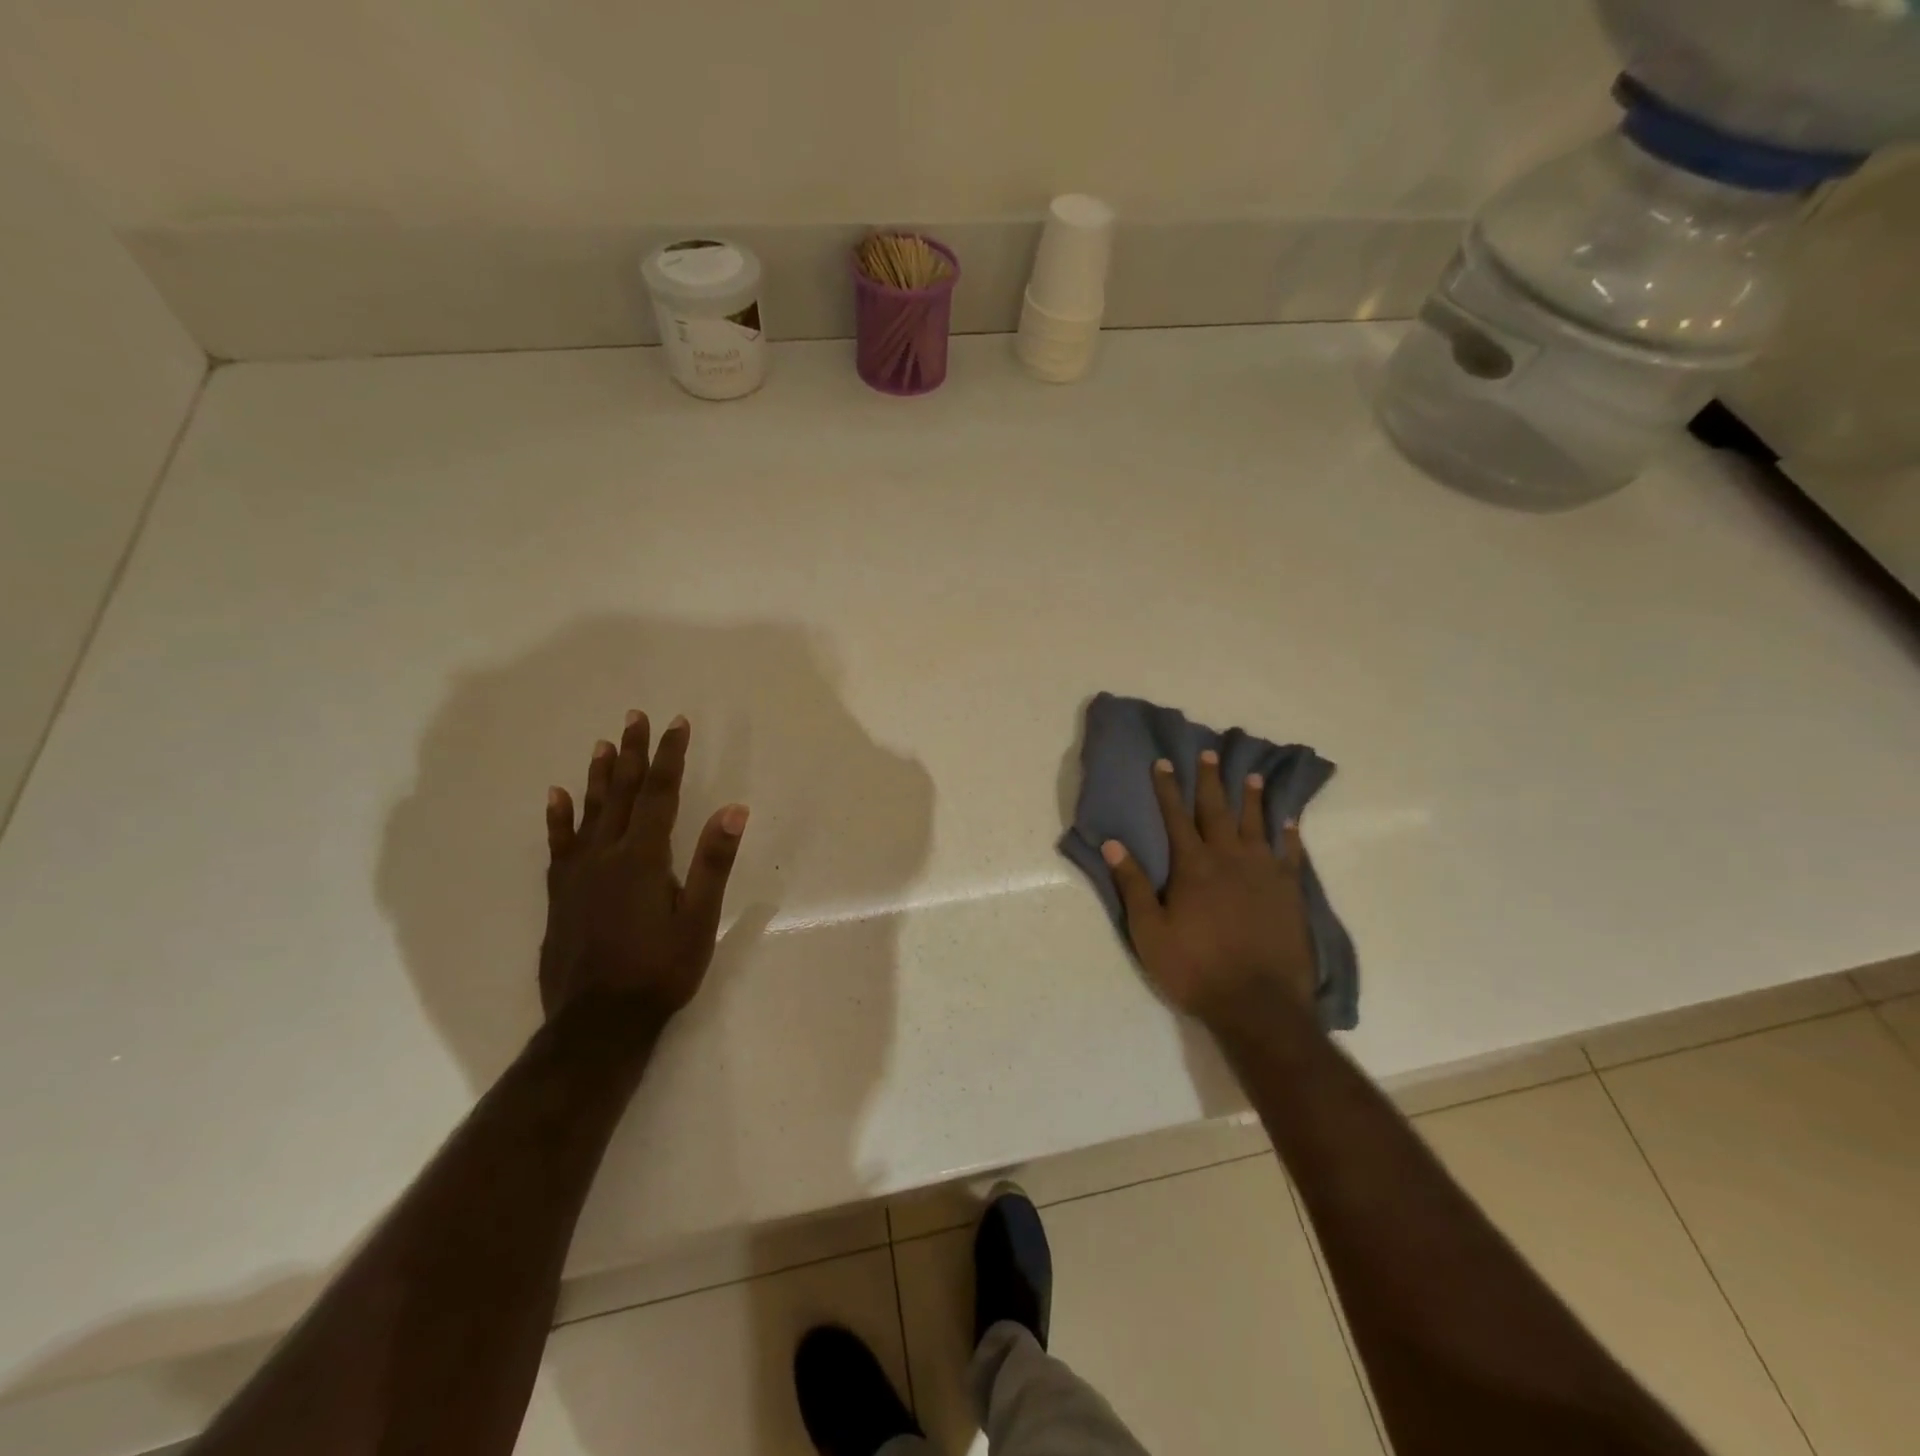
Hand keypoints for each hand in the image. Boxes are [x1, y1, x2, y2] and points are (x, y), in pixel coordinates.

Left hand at [540, 711, 748, 1022]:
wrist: (598, 1022)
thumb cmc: (659, 971)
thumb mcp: (699, 919)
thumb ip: (713, 862)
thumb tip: (733, 809)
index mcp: (643, 858)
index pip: (660, 794)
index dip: (669, 756)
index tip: (676, 723)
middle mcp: (606, 855)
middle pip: (623, 793)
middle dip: (634, 753)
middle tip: (636, 717)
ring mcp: (578, 874)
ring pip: (590, 812)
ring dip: (600, 776)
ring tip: (604, 744)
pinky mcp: (560, 894)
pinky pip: (559, 844)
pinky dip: (559, 817)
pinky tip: (558, 796)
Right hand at [1103, 750, 1316, 1026]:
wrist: (1258, 1004)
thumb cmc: (1196, 969)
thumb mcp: (1150, 932)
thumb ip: (1134, 885)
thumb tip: (1113, 844)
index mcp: (1193, 867)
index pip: (1176, 817)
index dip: (1167, 789)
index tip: (1163, 763)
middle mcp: (1229, 858)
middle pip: (1217, 811)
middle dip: (1210, 781)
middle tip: (1209, 753)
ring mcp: (1264, 873)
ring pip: (1256, 824)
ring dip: (1251, 798)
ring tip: (1251, 775)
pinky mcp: (1290, 891)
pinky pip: (1290, 852)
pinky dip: (1288, 832)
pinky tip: (1288, 820)